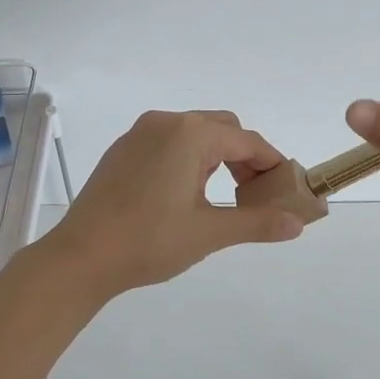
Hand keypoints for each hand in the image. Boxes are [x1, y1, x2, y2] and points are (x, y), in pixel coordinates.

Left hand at [41, 110, 306, 299]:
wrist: (81, 256)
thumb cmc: (149, 241)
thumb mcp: (209, 233)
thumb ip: (257, 223)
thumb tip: (298, 223)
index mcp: (190, 134)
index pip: (247, 141)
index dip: (272, 165)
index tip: (285, 191)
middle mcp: (166, 122)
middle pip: (222, 128)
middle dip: (245, 157)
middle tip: (254, 196)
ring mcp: (139, 133)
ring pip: (194, 133)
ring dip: (216, 157)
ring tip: (222, 197)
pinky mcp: (122, 149)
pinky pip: (168, 142)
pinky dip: (188, 158)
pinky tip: (183, 194)